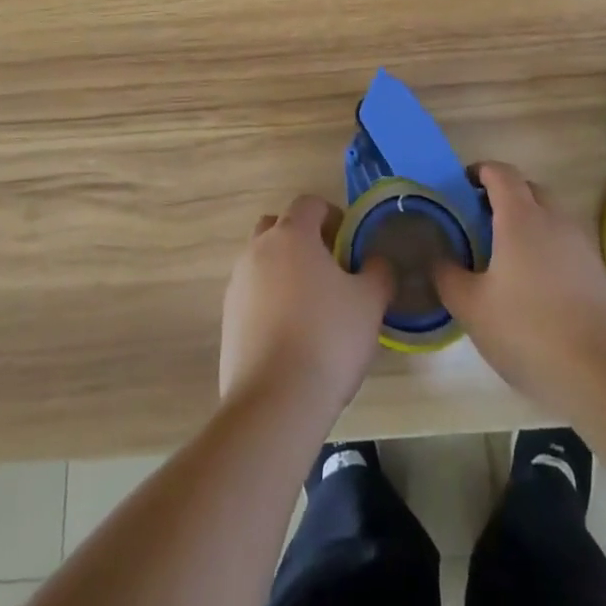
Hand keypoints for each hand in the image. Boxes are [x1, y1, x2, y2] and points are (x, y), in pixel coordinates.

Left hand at [219, 196, 393, 422]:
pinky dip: (270, 302)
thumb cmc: (328, 339)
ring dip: (284, 271)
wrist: (275, 401)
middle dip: (303, 238)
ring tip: (312, 306)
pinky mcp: (227, 320)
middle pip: (279, 226)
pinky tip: (292, 335)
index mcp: (291, 235)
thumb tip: (376, 262)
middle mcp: (258, 250)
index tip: (350, 241)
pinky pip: (252, 295)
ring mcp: (237, 284)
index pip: (309, 203)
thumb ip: (378, 272)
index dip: (332, 214)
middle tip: (329, 267)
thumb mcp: (370, 303)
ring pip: (263, 261)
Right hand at [435, 161, 605, 420]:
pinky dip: (546, 250)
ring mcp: (582, 246)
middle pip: (528, 189)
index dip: (479, 171)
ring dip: (527, 224)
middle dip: (503, 196)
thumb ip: (448, 276)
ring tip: (504, 256)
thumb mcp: (472, 308)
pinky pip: (565, 245)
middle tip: (479, 221)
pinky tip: (534, 287)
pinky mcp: (599, 274)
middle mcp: (554, 220)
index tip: (462, 185)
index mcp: (521, 217)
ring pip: (550, 218)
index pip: (500, 172)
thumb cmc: (530, 331)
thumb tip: (438, 257)